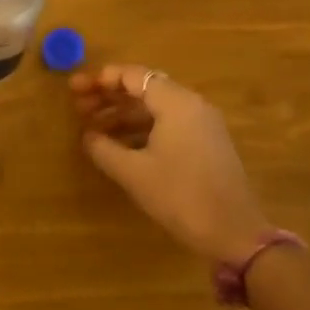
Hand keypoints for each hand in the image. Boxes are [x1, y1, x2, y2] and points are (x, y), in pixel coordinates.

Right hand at [71, 63, 271, 260]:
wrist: (235, 234)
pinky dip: (141, 129)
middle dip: (109, 96)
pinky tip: (119, 146)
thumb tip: (88, 136)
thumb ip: (104, 148)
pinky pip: (167, 124)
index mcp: (176, 103)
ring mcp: (202, 125)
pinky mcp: (206, 144)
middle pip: (143, 88)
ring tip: (92, 128)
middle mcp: (191, 105)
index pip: (133, 76)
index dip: (100, 80)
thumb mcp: (133, 173)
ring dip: (122, 114)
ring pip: (155, 108)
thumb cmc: (181, 196)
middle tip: (77, 107)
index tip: (75, 89)